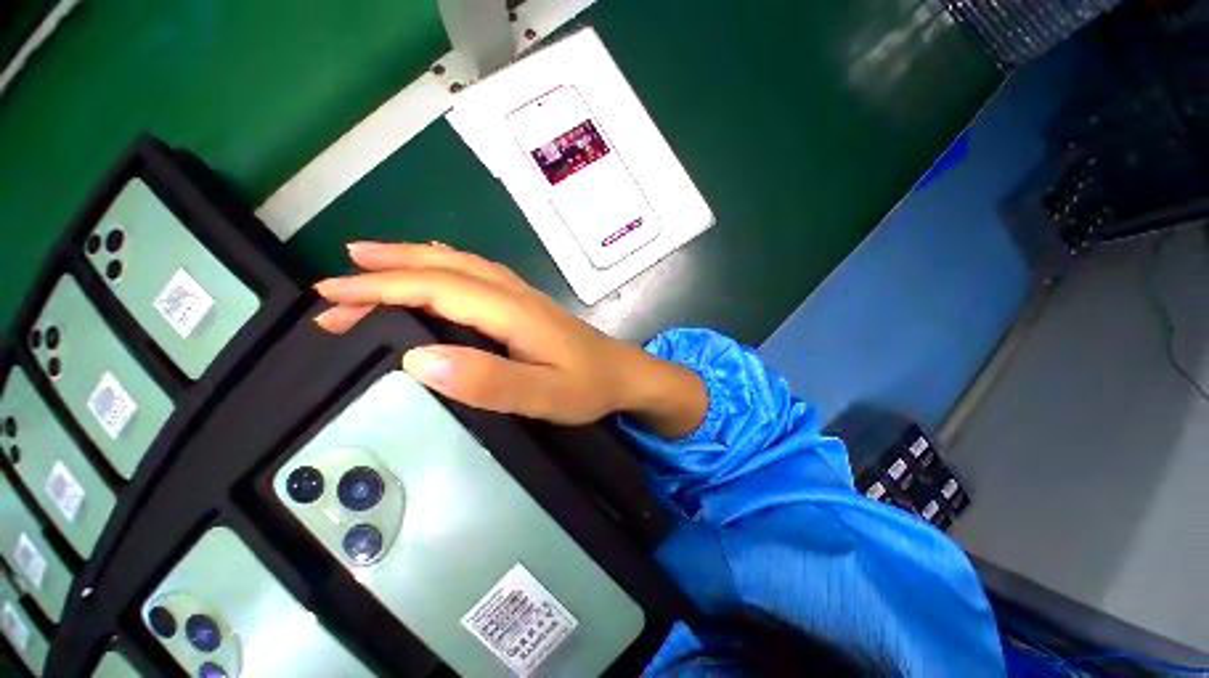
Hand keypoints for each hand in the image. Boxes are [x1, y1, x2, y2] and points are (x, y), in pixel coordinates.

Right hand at [313, 242, 706, 436]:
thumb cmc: (589, 387)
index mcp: (512, 312)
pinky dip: (446, 265)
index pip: (438, 288)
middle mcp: (513, 294)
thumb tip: (418, 360)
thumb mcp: (543, 395)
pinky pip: (478, 273)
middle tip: (337, 284)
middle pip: (444, 269)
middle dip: (387, 271)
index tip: (332, 298)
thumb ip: (487, 381)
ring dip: (413, 261)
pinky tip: (437, 269)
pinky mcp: (527, 305)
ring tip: (371, 262)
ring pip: (461, 264)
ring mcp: (522, 296)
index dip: (383, 289)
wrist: (626, 375)